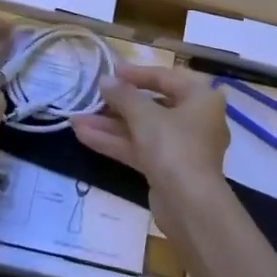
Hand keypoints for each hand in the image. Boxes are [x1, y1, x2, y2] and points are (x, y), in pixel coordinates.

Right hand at [72, 63, 227, 192]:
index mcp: (200, 99)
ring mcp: (180, 147)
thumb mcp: (144, 115)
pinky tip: (83, 135)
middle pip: (152, 105)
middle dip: (117, 103)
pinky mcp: (166, 169)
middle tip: (92, 97)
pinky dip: (115, 142)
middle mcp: (194, 120)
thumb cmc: (174, 146)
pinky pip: (139, 148)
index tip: (111, 71)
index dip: (136, 73)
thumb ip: (123, 95)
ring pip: (141, 129)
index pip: (166, 78)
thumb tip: (105, 80)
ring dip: (110, 125)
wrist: (190, 206)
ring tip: (75, 118)